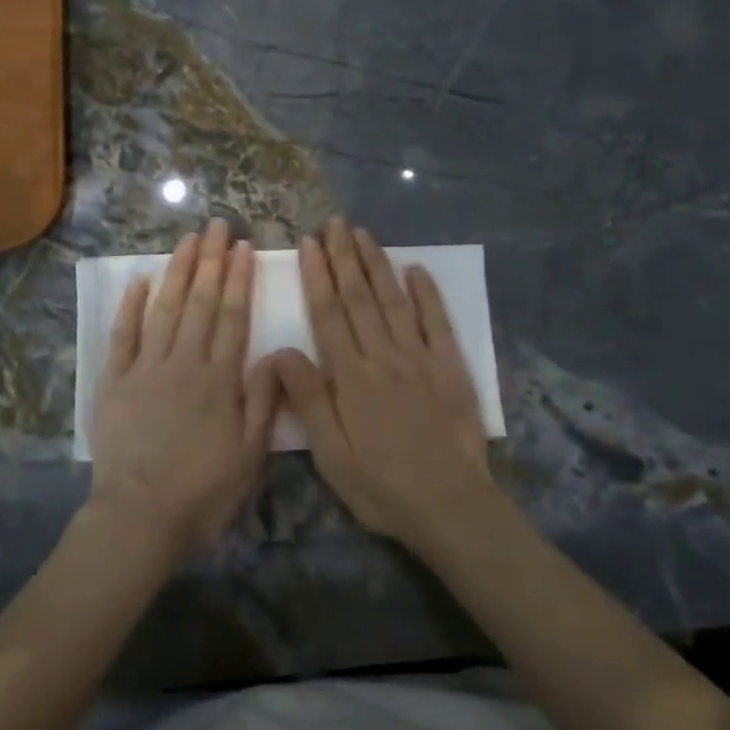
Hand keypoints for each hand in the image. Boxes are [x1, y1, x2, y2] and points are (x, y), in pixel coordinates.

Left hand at [89, 218, 279, 558]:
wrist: (140, 517)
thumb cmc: (203, 491)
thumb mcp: (250, 454)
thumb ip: (263, 400)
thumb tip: (275, 352)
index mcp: (219, 379)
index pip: (233, 317)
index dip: (239, 279)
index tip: (243, 248)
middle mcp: (183, 362)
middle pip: (200, 303)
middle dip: (211, 261)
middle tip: (217, 225)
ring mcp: (145, 369)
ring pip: (164, 309)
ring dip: (177, 272)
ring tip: (187, 240)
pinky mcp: (115, 382)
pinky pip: (122, 336)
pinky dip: (130, 307)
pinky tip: (138, 280)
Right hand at [267, 218, 493, 547]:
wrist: (450, 505)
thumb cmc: (381, 485)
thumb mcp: (330, 453)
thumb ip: (306, 398)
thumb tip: (278, 350)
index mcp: (351, 377)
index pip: (329, 314)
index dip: (317, 276)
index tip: (309, 244)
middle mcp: (385, 356)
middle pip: (360, 298)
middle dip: (345, 257)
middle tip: (334, 224)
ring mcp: (421, 358)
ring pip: (395, 301)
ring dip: (378, 265)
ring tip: (364, 234)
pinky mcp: (451, 368)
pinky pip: (438, 322)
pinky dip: (428, 293)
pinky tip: (417, 269)